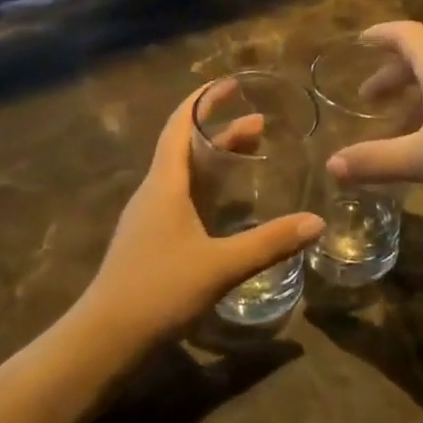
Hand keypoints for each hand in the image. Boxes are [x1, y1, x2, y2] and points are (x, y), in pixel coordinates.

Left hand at [79, 85, 322, 346]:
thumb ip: (269, 243)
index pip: (180, 124)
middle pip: (186, 146)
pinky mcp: (150, 239)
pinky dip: (207, 187)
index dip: (204, 100)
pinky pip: (182, 197)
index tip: (230, 84)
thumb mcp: (220, 265)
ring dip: (215, 159)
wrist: (105, 338)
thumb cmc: (159, 290)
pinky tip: (227, 205)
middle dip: (221, 129)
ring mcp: (149, 216)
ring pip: (184, 173)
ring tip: (251, 154)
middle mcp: (154, 191)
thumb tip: (316, 222)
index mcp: (164, 183)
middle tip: (260, 123)